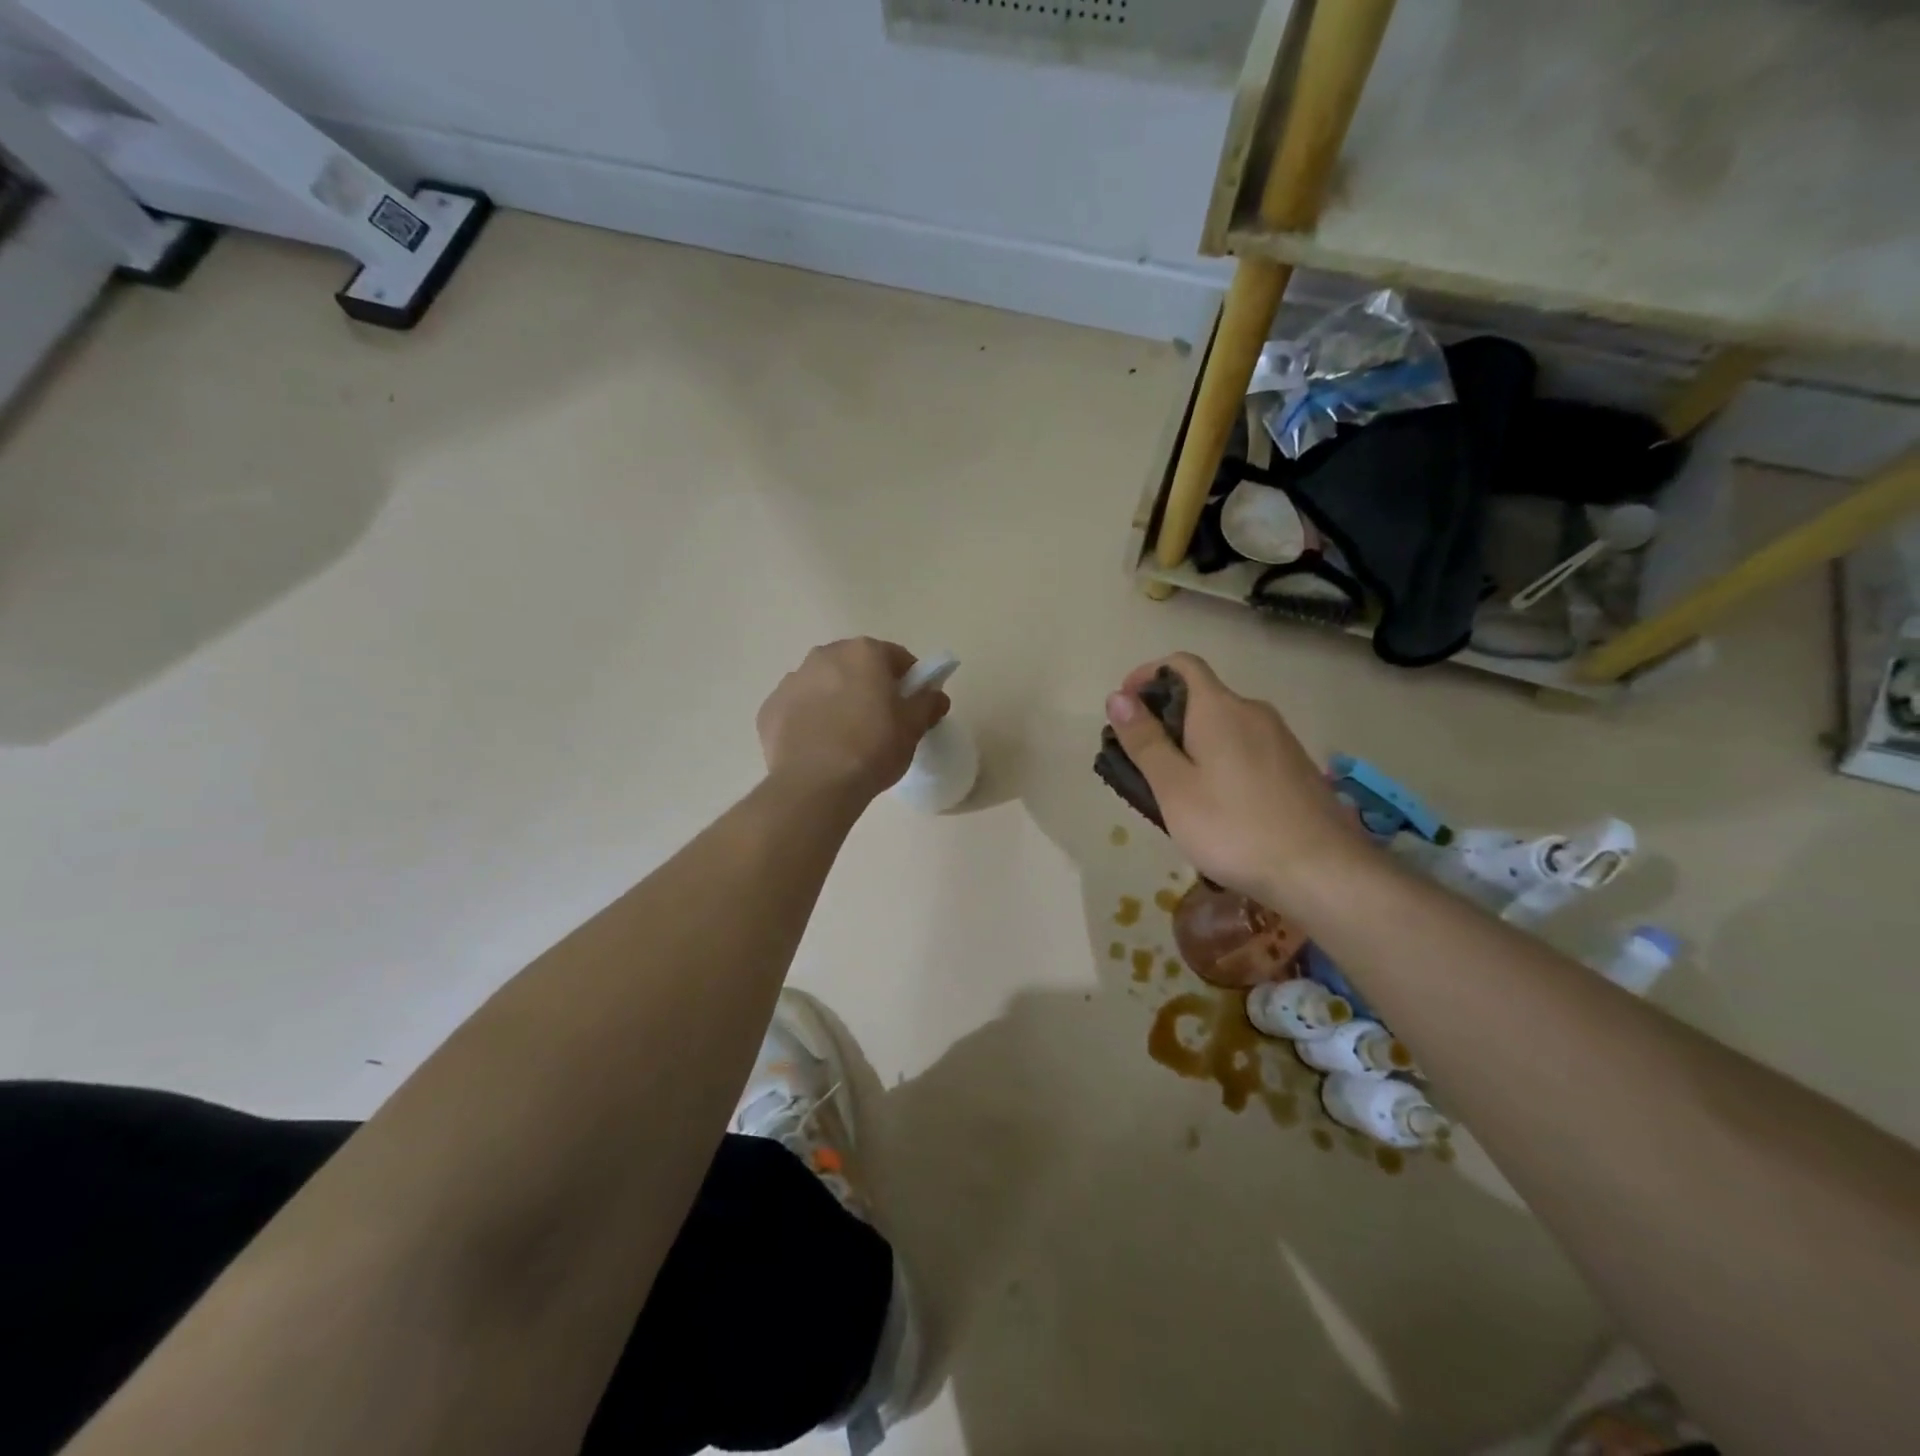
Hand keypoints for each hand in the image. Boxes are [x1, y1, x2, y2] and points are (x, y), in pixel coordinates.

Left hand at [758, 639, 949, 801]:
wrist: (815, 785)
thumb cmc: (873, 748)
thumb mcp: (913, 728)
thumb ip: (927, 703)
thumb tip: (936, 695)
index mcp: (863, 653)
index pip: (896, 657)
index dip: (909, 680)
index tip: (911, 705)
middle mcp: (824, 655)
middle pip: (855, 666)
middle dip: (868, 686)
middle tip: (879, 721)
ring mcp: (791, 681)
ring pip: (823, 684)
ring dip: (835, 700)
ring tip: (845, 737)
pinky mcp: (769, 709)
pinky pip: (797, 709)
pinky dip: (808, 720)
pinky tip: (818, 748)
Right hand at [1105, 653, 1372, 906]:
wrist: (1323, 871)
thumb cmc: (1234, 828)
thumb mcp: (1174, 788)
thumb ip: (1145, 740)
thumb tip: (1118, 696)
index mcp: (1219, 708)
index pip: (1181, 663)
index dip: (1147, 674)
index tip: (1124, 708)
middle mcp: (1252, 711)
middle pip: (1201, 696)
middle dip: (1164, 717)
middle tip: (1139, 760)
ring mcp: (1279, 738)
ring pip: (1223, 725)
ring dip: (1191, 742)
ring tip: (1173, 788)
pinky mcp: (1294, 766)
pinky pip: (1245, 747)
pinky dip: (1218, 759)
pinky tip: (1215, 803)